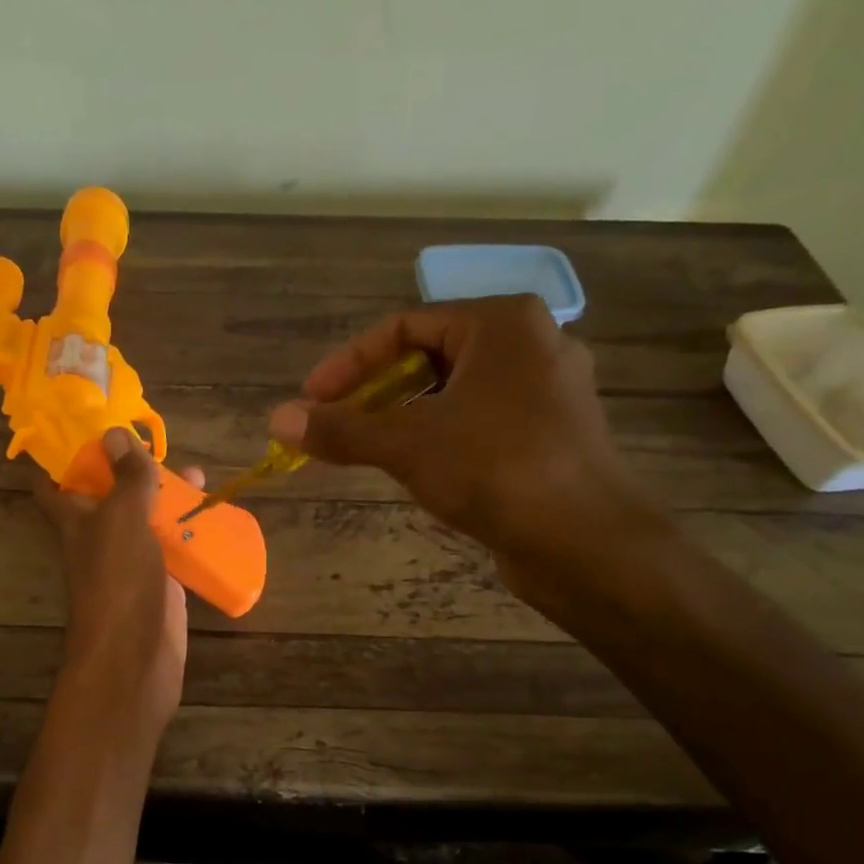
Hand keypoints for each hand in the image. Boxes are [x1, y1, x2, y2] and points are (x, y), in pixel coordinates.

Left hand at [35, 429, 201, 726]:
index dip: (60, 457)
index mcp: (76, 521)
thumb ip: (125, 479)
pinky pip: (172, 550)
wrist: (136, 658)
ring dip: (167, 498)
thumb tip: (114, 431)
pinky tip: (213, 517)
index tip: (78, 427)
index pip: (54, 485)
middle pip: (110, 497)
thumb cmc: (118, 582)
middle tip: (156, 442)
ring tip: (199, 473)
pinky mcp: (160, 583)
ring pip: (146, 521)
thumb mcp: (122, 520)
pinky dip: (189, 533)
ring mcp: (130, 563)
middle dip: (130, 470)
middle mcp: (99, 539)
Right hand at [268, 296, 667, 594]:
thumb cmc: (495, 469)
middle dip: (373, 393)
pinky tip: (415, 468)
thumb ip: (341, 429)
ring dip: (402, 418)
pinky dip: (438, 436)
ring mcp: (546, 391)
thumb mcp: (407, 444)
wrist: (585, 540)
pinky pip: (478, 420)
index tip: (310, 401)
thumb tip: (278, 419)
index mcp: (501, 323)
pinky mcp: (551, 433)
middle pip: (427, 359)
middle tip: (333, 425)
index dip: (347, 364)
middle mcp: (531, 344)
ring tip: (365, 449)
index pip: (403, 328)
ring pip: (453, 393)